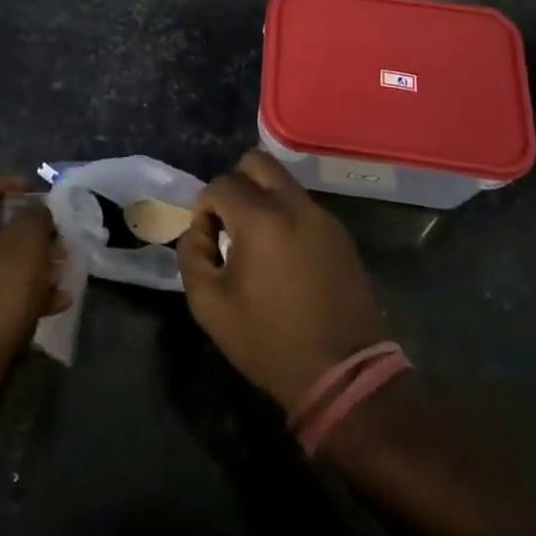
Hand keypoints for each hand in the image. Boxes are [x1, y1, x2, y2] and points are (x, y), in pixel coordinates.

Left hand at [0, 177, 67, 377]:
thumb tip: (36, 209)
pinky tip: (52, 306)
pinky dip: (18, 293)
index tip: (37, 193)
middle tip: (59, 244)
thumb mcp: (26, 245)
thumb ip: (36, 216)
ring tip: (62, 278)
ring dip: (30, 266)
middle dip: (31, 235)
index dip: (10, 186)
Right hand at [177, 150, 388, 411]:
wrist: (343, 373)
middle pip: (257, 162)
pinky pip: (304, 206)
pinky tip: (284, 256)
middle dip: (235, 184)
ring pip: (284, 182)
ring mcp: (323, 217)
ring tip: (256, 242)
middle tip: (229, 223)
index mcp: (261, 219)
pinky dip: (286, 216)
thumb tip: (199, 230)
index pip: (221, 184)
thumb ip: (192, 255)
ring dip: (262, 198)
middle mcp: (295, 205)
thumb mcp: (209, 305)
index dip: (204, 208)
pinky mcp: (341, 233)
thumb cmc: (269, 341)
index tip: (208, 240)